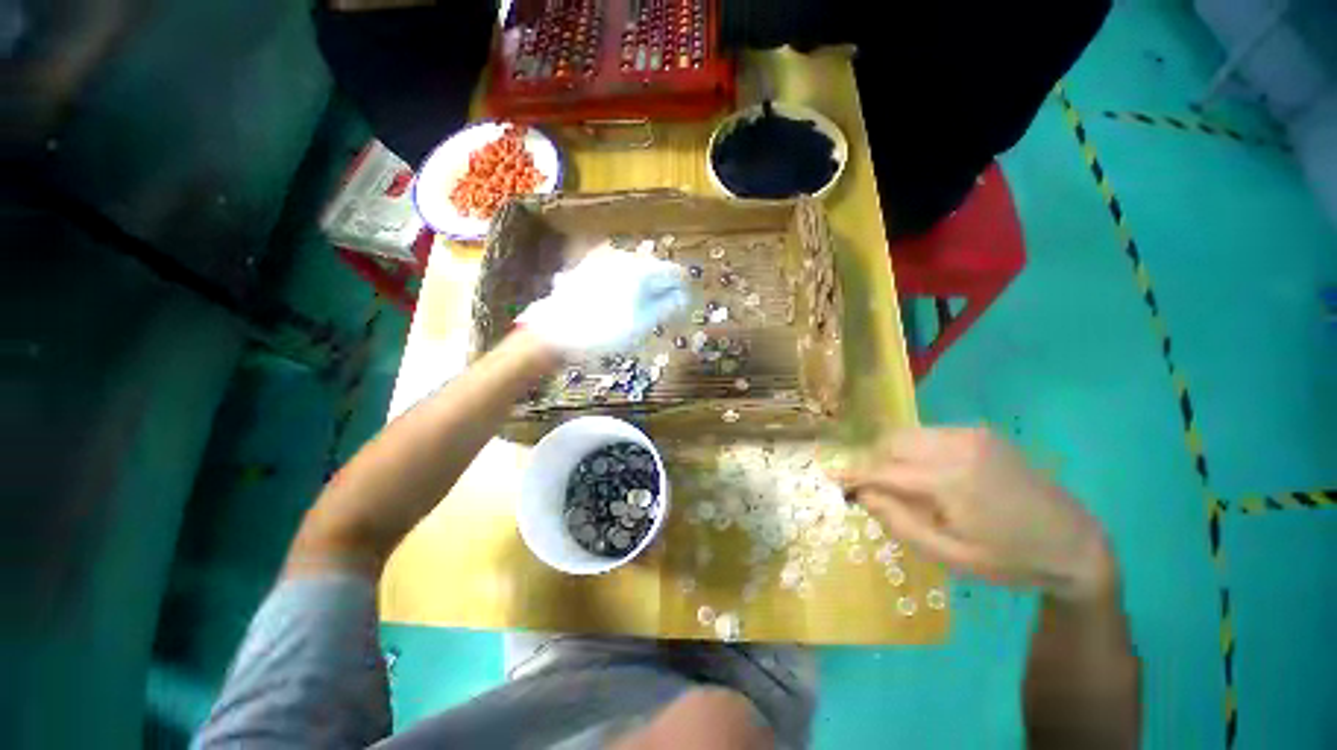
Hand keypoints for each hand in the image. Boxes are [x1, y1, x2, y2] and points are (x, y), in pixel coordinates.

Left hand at [518, 245, 689, 357]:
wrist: (555, 332)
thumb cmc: (604, 332)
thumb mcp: (643, 324)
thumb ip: (668, 306)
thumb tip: (683, 296)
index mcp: (641, 269)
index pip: (674, 273)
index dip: (682, 290)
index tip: (679, 308)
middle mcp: (624, 256)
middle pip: (655, 269)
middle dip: (661, 289)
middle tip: (657, 314)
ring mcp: (604, 258)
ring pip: (636, 270)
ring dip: (642, 287)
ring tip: (635, 311)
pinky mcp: (589, 265)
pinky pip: (617, 272)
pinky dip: (624, 285)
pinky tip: (614, 304)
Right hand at [839, 428, 1114, 602]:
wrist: (1075, 543)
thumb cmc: (1011, 560)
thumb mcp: (953, 556)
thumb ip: (900, 523)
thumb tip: (863, 495)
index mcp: (952, 480)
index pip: (885, 469)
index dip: (854, 473)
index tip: (832, 478)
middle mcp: (957, 446)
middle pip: (892, 441)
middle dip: (874, 461)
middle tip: (873, 488)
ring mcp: (971, 434)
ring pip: (908, 434)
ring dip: (894, 454)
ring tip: (902, 484)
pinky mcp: (979, 433)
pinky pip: (929, 434)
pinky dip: (916, 450)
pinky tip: (930, 475)